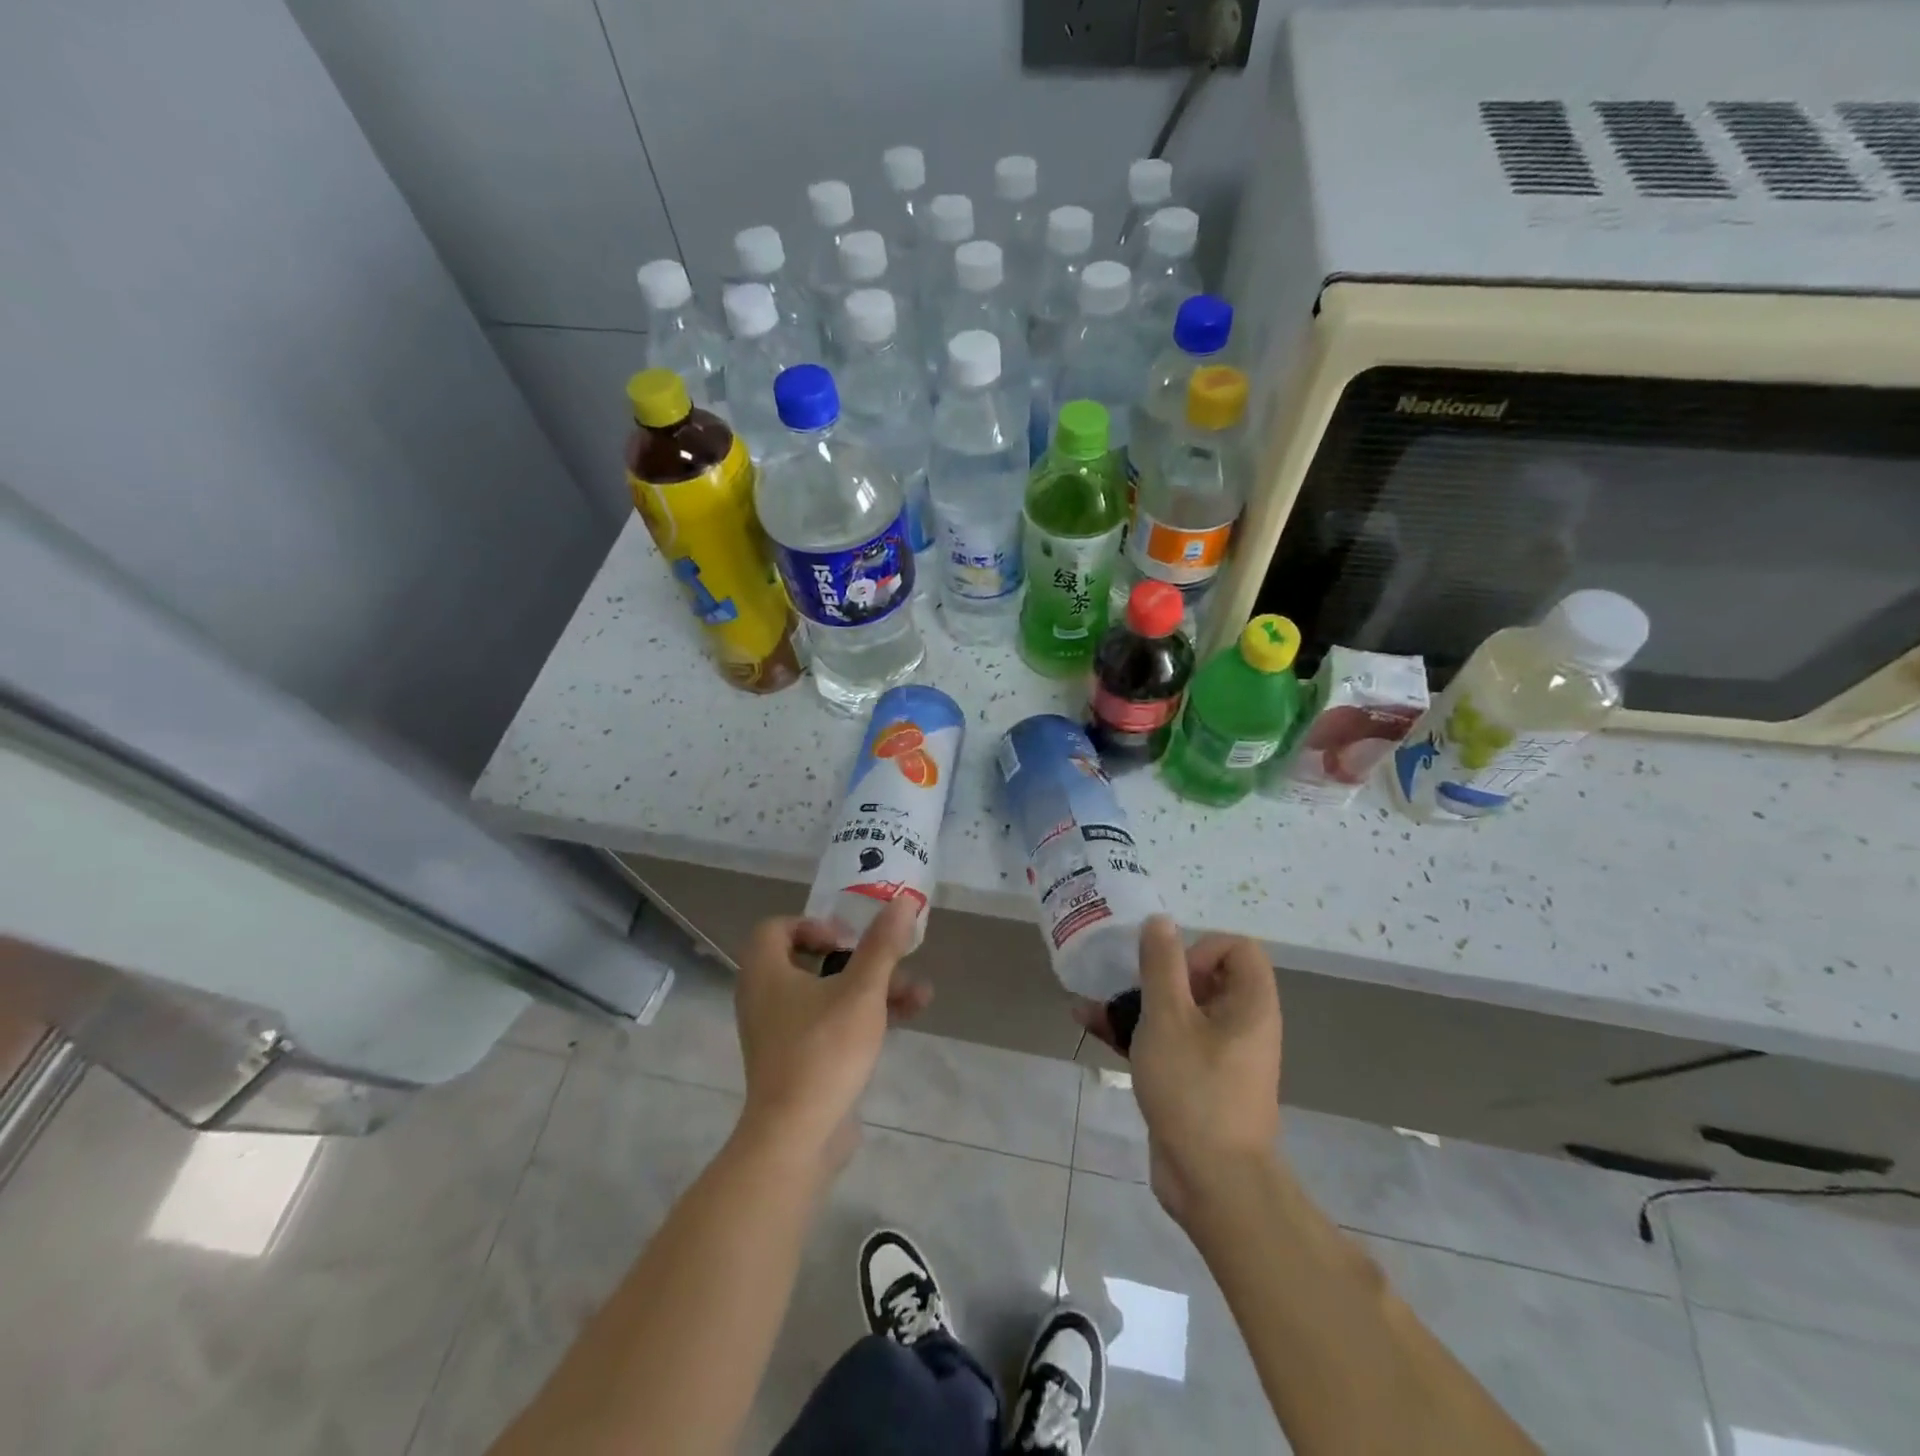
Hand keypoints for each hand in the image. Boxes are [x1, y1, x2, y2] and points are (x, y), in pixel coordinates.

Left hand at [733, 896, 931, 1161]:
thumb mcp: (862, 990)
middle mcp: (766, 998)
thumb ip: (883, 945)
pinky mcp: (798, 1061)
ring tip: (921, 994)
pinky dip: (863, 1017)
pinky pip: (830, 1024)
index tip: (849, 940)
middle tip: (891, 962)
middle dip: (862, 960)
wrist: (796, 1138)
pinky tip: (906, 1019)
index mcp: (766, 973)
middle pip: (812, 961)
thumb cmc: (823, 1050)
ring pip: (829, 995)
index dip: (815, 925)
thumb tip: (903, 901)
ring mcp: (781, 1033)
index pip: (777, 928)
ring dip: (873, 989)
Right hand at [1079, 918, 1282, 1224]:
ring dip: (1135, 1002)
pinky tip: (1089, 1024)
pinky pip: (1166, 1042)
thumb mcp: (1169, 1018)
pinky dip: (1134, 1032)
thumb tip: (1161, 921)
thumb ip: (1161, 965)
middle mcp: (1240, 1025)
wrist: (1211, 1182)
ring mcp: (1217, 1056)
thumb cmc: (1194, 1089)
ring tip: (1093, 1001)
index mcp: (1249, 1005)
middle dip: (1156, 974)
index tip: (1172, 974)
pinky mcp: (1194, 1080)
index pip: (1238, 949)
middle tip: (1128, 986)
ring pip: (1177, 1011)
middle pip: (1203, 978)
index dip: (1201, 949)